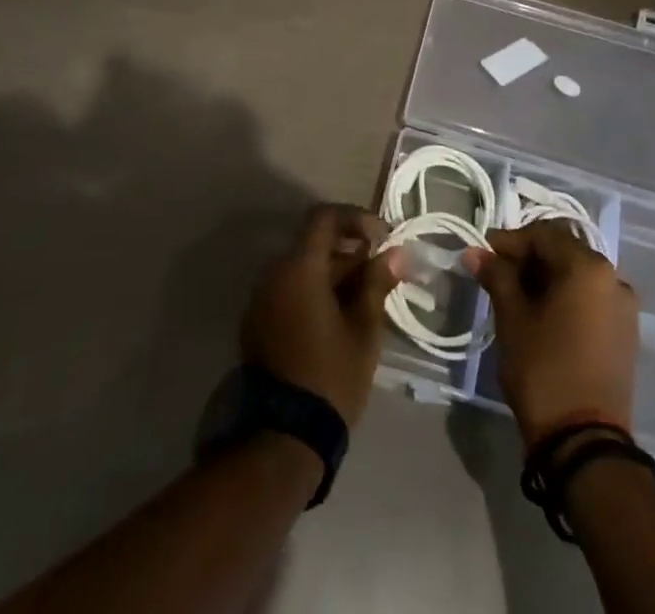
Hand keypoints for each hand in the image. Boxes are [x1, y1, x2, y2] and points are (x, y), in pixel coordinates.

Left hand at [241, 204, 399, 426]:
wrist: (283, 437)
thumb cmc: (330, 376)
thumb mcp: (363, 330)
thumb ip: (377, 284)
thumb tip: (396, 253)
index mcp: (299, 268)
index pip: (324, 218)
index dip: (356, 218)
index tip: (382, 236)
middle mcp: (274, 274)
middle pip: (313, 243)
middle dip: (349, 249)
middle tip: (381, 270)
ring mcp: (262, 299)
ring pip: (302, 268)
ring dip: (333, 271)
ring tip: (366, 296)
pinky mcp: (258, 323)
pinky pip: (290, 289)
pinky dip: (315, 290)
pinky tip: (340, 315)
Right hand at [468, 222, 638, 447]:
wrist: (585, 443)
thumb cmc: (544, 369)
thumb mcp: (512, 318)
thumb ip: (497, 276)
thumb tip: (476, 252)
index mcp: (588, 267)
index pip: (543, 235)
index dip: (510, 240)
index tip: (483, 253)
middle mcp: (613, 278)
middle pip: (564, 251)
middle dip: (529, 257)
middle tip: (497, 272)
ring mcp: (624, 307)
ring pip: (578, 275)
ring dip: (547, 277)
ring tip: (516, 294)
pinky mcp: (625, 333)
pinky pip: (591, 298)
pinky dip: (566, 297)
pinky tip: (542, 313)